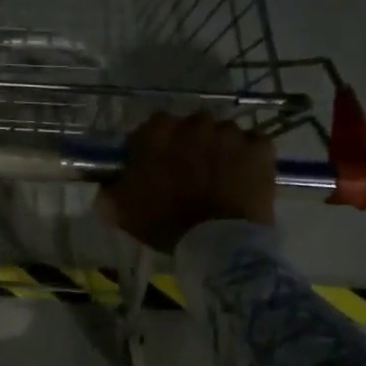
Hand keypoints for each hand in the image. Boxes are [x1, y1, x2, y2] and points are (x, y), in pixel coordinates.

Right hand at [96, 112, 275, 253]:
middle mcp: (194, 123)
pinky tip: (242, 178)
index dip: (153, 148)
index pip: (151, 129)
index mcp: (158, 132)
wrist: (218, 243)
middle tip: (188, 174)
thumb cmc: (165, 224)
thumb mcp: (122, 211)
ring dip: (218, 150)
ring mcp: (231, 132)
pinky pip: (252, 145)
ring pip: (222, 135)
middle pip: (190, 128)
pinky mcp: (260, 147)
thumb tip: (105, 187)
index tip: (154, 167)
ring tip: (218, 178)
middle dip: (189, 145)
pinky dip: (247, 158)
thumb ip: (109, 192)